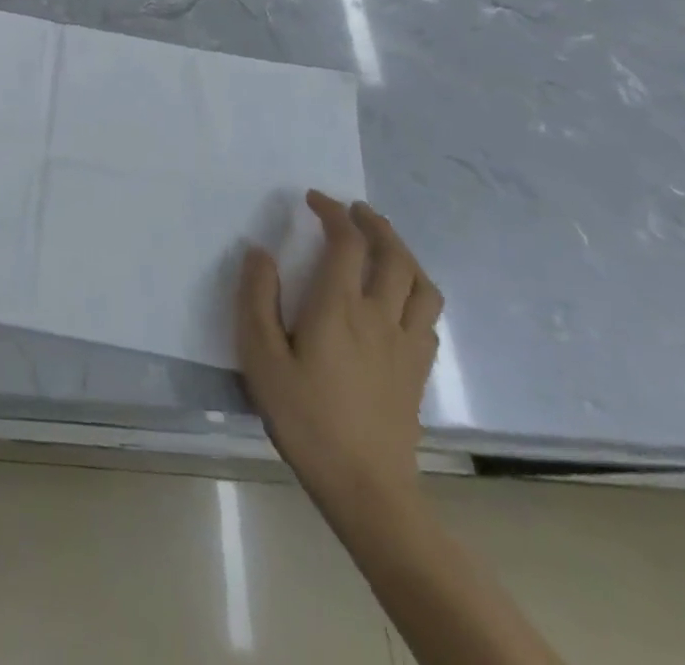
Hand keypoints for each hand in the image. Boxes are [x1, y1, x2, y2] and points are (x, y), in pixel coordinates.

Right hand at [237, 191, 442, 519]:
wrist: (365, 486)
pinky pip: (428, 317)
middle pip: (393, 255)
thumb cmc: (304, 417)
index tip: (313, 199)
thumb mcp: (260, 356)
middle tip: (354, 209)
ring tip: (383, 243)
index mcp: (339, 307)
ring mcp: (406, 345)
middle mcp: (380, 316)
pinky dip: (416, 291)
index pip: (347, 243)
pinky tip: (400, 297)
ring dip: (404, 252)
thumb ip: (256, 298)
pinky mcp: (419, 371)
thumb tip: (259, 252)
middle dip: (374, 224)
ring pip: (421, 284)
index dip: (332, 213)